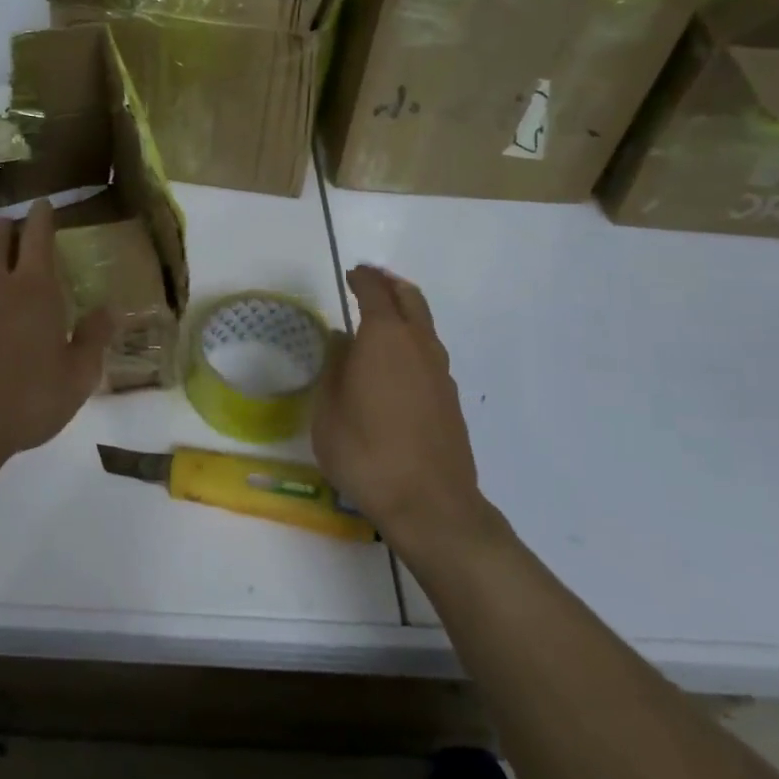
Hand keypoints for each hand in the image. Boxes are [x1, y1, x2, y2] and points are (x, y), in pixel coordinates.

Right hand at [313, 265, 488, 553]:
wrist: (430, 505)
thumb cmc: (365, 452)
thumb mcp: (328, 410)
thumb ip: (334, 368)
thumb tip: (342, 341)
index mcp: (384, 338)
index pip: (374, 292)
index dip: (362, 279)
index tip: (351, 274)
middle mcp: (418, 344)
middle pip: (409, 298)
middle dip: (389, 284)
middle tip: (371, 280)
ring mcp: (440, 371)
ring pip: (424, 323)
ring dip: (404, 310)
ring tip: (382, 317)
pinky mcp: (450, 397)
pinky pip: (429, 351)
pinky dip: (413, 339)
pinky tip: (396, 361)